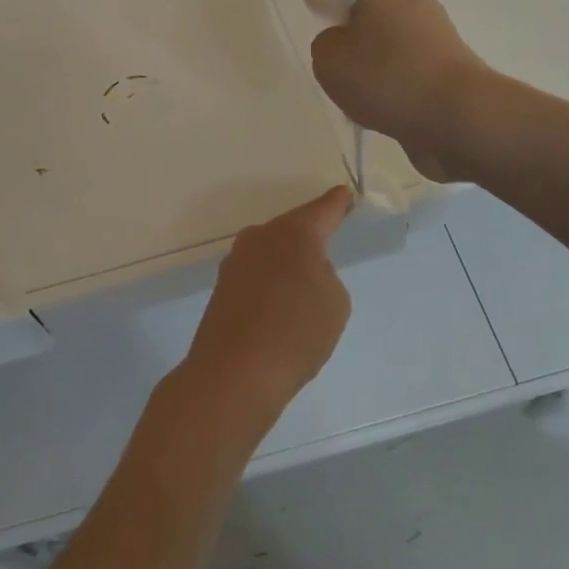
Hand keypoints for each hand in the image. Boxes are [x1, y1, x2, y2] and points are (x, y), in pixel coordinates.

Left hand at [181, 186, 355, 426]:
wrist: (234, 373)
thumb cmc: (296, 334)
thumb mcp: (334, 303)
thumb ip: (324, 275)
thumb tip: (303, 272)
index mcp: (295, 234)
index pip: (323, 209)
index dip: (337, 203)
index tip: (346, 195)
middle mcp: (261, 236)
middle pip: (292, 227)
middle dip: (309, 234)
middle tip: (328, 242)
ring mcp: (236, 260)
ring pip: (271, 249)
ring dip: (286, 259)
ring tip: (303, 282)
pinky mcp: (222, 285)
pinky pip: (256, 271)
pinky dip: (270, 280)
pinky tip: (279, 302)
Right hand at [311, 0, 486, 180]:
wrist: (460, 118)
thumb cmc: (389, 79)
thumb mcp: (331, 61)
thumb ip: (325, 45)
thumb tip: (343, 44)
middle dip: (339, 1)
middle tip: (313, 3)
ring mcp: (431, 32)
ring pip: (383, 29)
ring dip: (361, 42)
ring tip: (338, 70)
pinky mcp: (441, 64)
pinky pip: (399, 59)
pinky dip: (381, 71)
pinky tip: (367, 97)